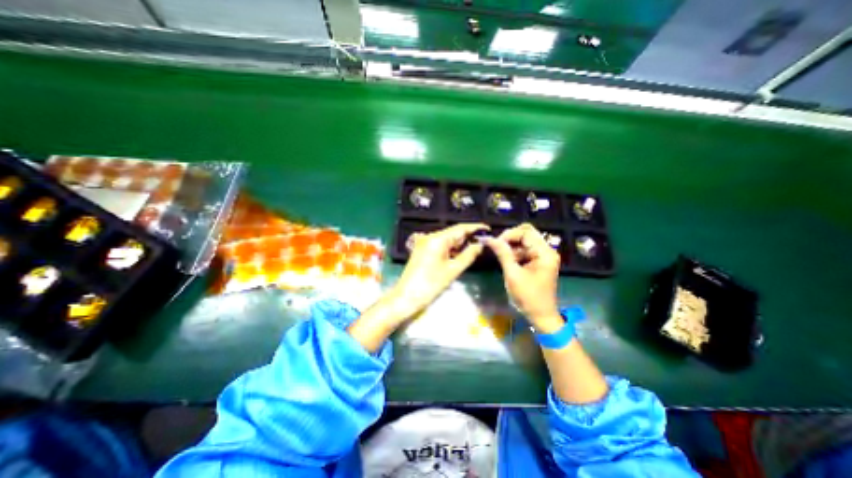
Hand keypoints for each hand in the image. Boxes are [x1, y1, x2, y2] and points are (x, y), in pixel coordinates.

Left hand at [391, 222, 488, 318]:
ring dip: (460, 244)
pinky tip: (459, 254)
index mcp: (438, 239)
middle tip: (484, 242)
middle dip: (468, 237)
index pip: (460, 228)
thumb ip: (469, 255)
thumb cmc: (431, 284)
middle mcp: (430, 236)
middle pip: (453, 233)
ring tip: (475, 249)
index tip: (488, 229)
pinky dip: (451, 249)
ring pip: (447, 239)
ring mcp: (425, 242)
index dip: (475, 228)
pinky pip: (440, 245)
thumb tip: (480, 244)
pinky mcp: (423, 249)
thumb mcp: (453, 270)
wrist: (407, 296)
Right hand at [483, 224, 564, 332]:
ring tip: (501, 255)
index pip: (526, 233)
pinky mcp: (539, 262)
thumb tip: (488, 238)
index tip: (495, 243)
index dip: (509, 235)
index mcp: (544, 253)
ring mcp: (543, 256)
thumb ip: (502, 253)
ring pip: (525, 241)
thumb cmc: (528, 297)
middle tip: (497, 246)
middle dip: (510, 238)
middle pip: (527, 233)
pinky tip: (507, 260)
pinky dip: (515, 252)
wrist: (541, 316)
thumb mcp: (513, 274)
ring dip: (512, 245)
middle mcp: (546, 251)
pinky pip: (526, 250)